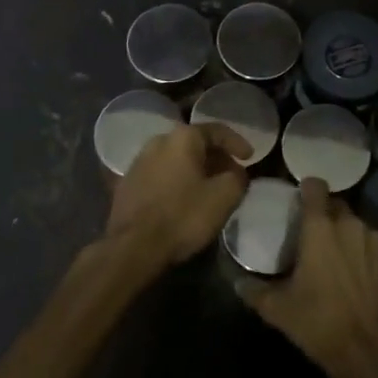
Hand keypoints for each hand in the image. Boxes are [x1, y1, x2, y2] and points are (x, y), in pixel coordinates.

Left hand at [106, 122, 250, 267]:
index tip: (250, 158)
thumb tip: (237, 173)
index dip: (237, 142)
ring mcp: (139, 162)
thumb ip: (238, 179)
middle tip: (231, 175)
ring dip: (195, 170)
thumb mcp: (224, 197)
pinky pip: (161, 174)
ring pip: (176, 159)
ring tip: (209, 189)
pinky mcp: (127, 184)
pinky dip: (177, 181)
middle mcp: (158, 141)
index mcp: (182, 138)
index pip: (217, 130)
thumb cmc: (183, 216)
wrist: (133, 247)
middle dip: (216, 158)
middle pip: (195, 144)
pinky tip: (183, 200)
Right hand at [235, 178, 377, 377]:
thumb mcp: (277, 309)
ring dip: (348, 237)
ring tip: (339, 260)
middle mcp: (351, 225)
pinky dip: (369, 257)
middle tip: (315, 239)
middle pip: (337, 206)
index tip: (300, 199)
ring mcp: (377, 242)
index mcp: (320, 228)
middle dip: (326, 216)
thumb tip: (238, 281)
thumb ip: (254, 290)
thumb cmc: (318, 322)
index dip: (307, 189)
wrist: (368, 352)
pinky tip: (362, 278)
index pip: (315, 187)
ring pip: (359, 227)